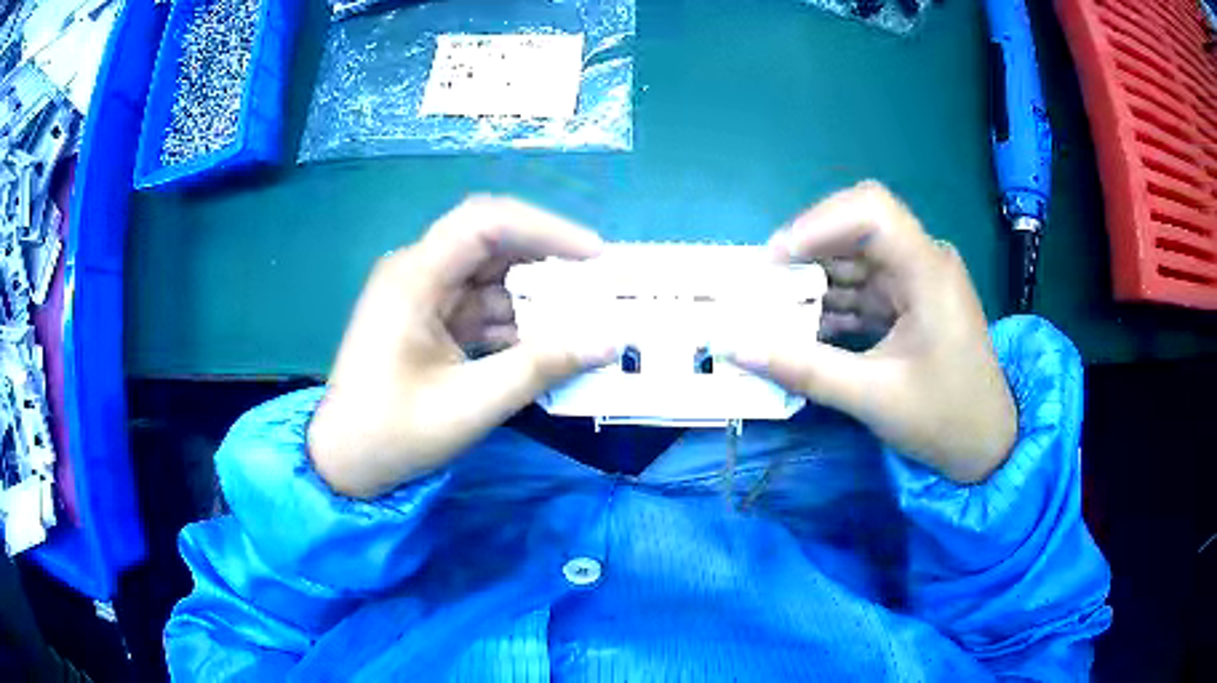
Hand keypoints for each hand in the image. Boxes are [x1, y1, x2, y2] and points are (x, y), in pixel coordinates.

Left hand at [308, 196, 616, 497]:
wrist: (344, 463)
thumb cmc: (393, 434)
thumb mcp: (470, 404)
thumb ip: (540, 368)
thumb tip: (609, 342)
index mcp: (415, 278)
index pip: (486, 223)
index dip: (546, 229)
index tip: (595, 256)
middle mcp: (418, 273)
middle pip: (491, 243)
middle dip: (547, 260)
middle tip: (597, 285)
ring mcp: (423, 297)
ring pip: (491, 276)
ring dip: (534, 296)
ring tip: (583, 319)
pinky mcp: (428, 320)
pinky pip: (481, 306)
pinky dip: (515, 322)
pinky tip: (546, 346)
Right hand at [734, 182, 1016, 483]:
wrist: (986, 444)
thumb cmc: (944, 419)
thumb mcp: (873, 397)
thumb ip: (804, 369)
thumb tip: (734, 346)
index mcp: (928, 271)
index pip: (871, 211)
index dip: (817, 223)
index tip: (775, 261)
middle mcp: (924, 261)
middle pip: (857, 227)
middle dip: (807, 251)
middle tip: (765, 285)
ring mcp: (917, 279)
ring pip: (855, 256)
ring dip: (815, 279)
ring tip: (774, 310)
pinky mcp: (911, 300)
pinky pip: (864, 285)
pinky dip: (833, 301)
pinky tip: (805, 328)